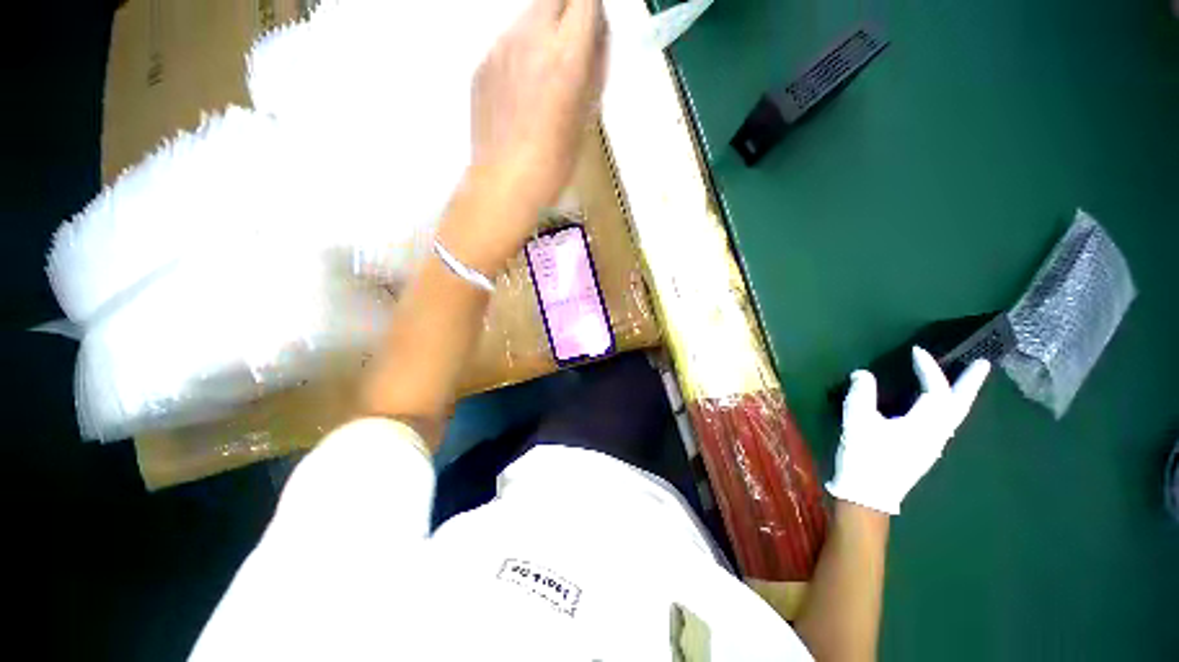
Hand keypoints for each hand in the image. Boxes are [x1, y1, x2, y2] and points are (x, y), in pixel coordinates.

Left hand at [470, 0, 607, 210]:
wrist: (505, 182)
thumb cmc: (554, 162)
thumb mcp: (586, 119)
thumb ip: (593, 72)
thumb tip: (595, 42)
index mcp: (566, 55)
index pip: (584, 0)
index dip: (592, 10)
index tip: (594, 29)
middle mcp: (531, 38)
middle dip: (568, 10)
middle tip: (571, 45)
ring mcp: (500, 48)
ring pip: (527, 17)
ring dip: (542, 31)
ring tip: (543, 75)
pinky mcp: (481, 64)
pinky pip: (505, 43)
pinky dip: (519, 54)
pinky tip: (521, 92)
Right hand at [826, 347, 990, 514]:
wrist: (868, 495)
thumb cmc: (865, 457)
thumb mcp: (857, 422)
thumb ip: (861, 395)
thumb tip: (863, 373)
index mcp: (924, 425)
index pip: (936, 391)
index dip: (928, 369)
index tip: (917, 351)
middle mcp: (936, 435)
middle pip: (959, 405)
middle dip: (970, 384)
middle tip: (984, 365)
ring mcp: (932, 446)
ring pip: (953, 416)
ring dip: (960, 396)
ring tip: (963, 382)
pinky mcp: (922, 452)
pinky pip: (942, 424)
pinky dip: (946, 409)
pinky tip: (937, 408)